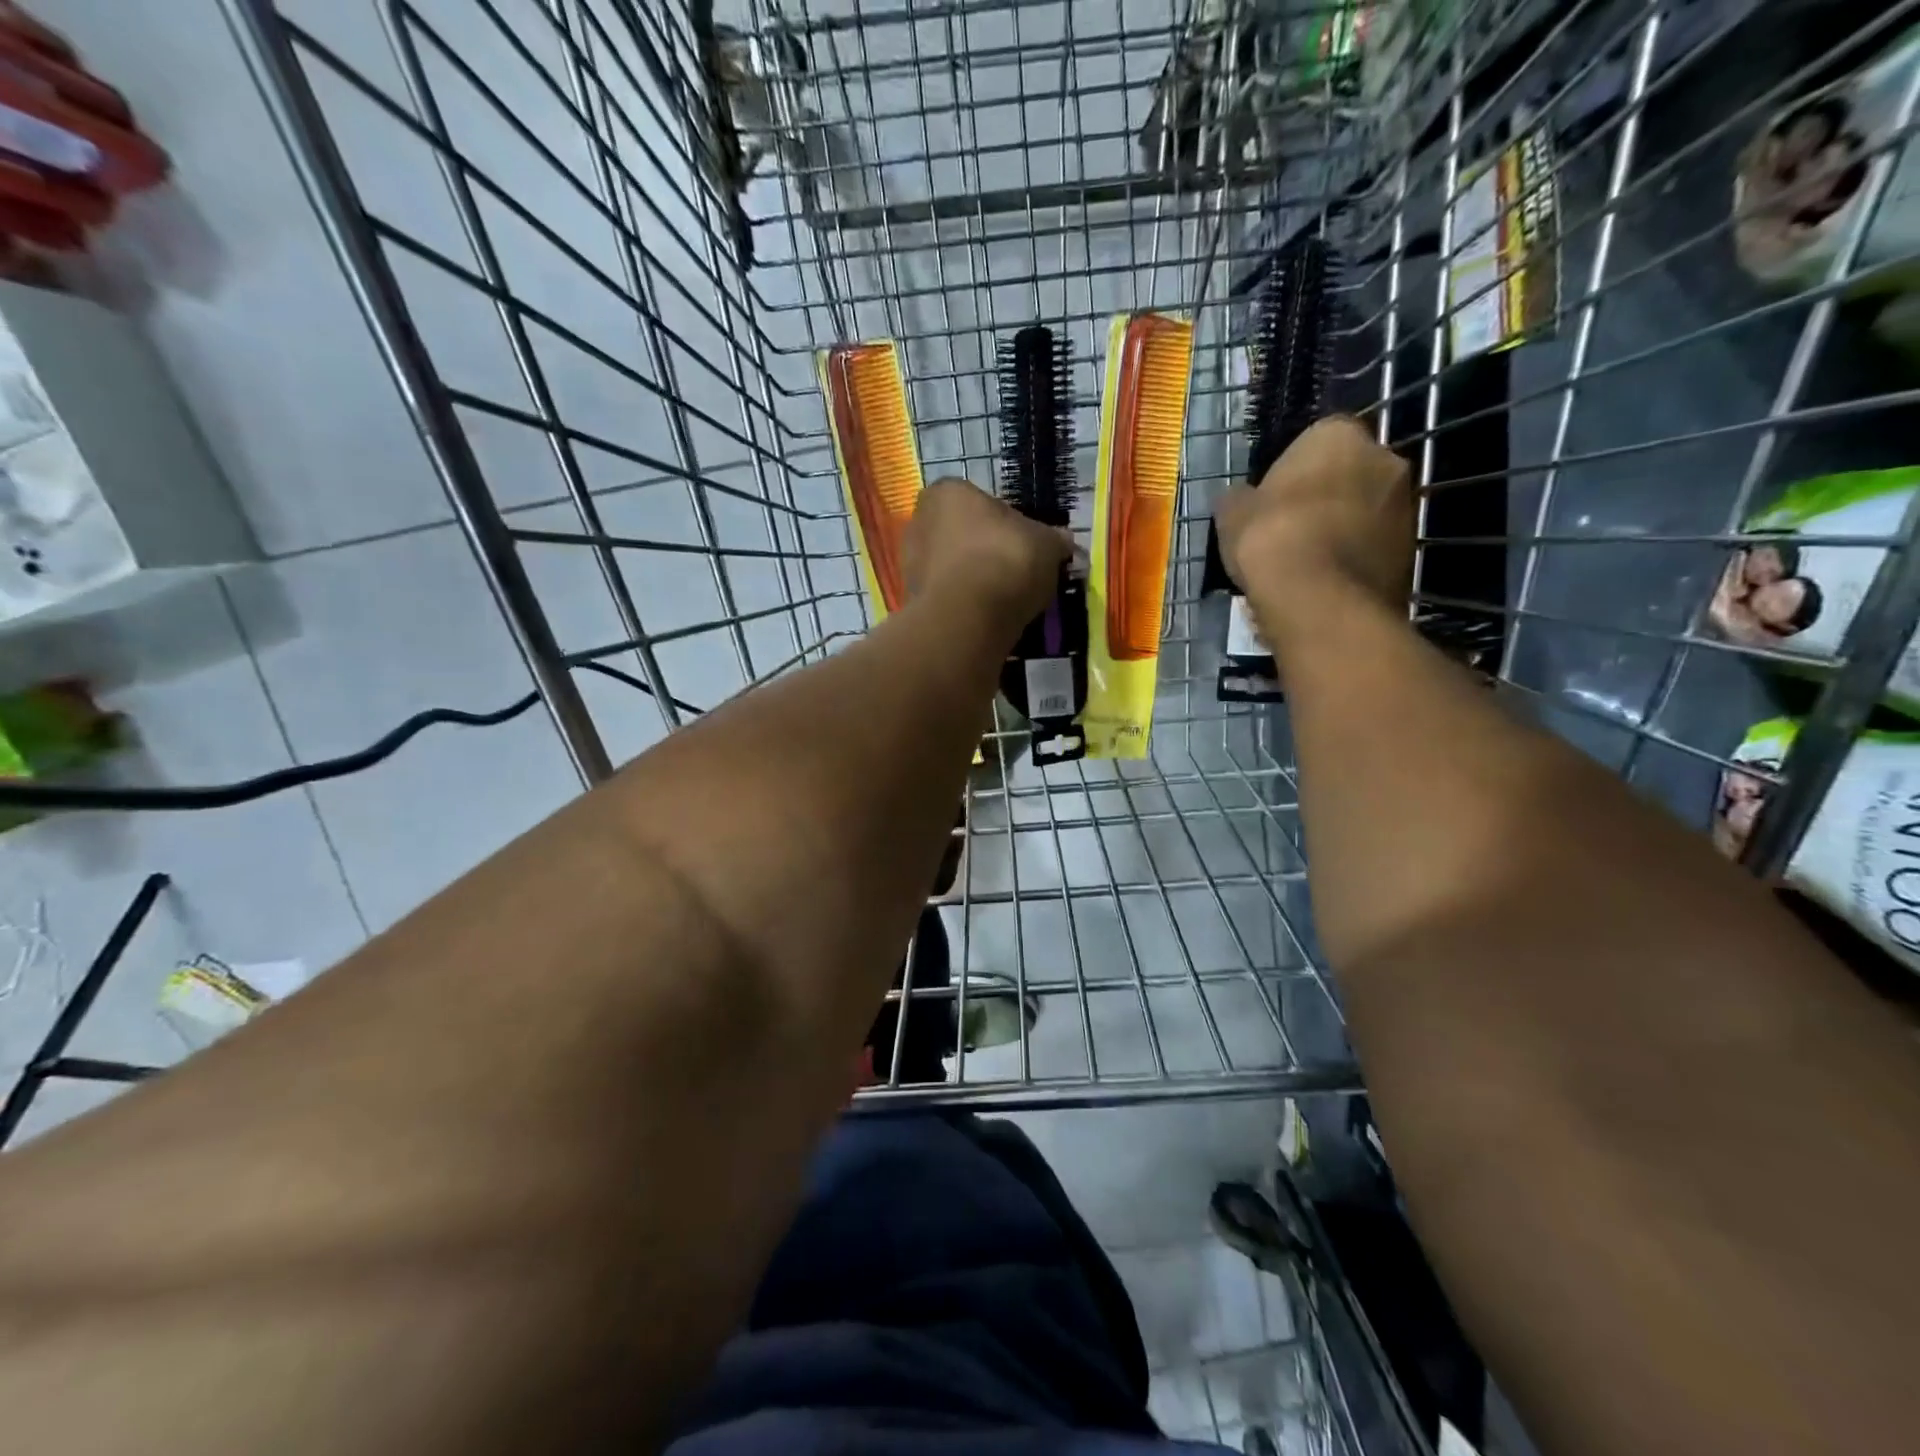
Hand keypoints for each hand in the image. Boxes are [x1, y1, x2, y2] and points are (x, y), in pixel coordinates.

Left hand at [903, 478, 1072, 626]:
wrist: (967, 617)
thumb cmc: (1006, 560)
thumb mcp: (1046, 544)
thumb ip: (1054, 539)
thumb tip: (1063, 541)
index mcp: (948, 491)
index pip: (982, 502)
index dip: (1008, 524)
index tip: (1026, 546)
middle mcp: (920, 519)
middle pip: (963, 534)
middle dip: (986, 552)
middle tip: (1016, 573)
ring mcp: (910, 562)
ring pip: (953, 567)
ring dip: (975, 579)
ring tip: (1004, 600)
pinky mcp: (911, 599)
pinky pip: (947, 596)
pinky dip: (964, 603)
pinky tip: (986, 616)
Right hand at [1214, 417, 1412, 632]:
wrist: (1318, 599)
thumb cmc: (1271, 539)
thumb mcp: (1232, 514)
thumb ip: (1241, 499)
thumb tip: (1242, 499)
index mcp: (1338, 435)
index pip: (1315, 441)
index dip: (1292, 471)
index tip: (1273, 499)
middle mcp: (1384, 458)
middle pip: (1348, 473)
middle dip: (1325, 496)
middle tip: (1291, 529)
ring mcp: (1405, 504)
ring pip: (1366, 510)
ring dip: (1343, 528)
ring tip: (1308, 562)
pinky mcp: (1411, 548)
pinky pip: (1374, 545)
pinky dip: (1354, 558)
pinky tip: (1326, 582)